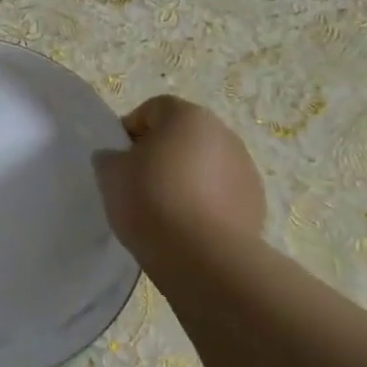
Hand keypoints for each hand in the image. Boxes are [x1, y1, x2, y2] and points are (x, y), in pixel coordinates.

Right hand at [94, 96, 265, 267]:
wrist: (204, 257)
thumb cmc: (151, 201)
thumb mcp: (110, 174)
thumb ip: (110, 157)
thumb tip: (118, 158)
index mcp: (187, 116)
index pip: (153, 109)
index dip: (131, 131)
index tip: (119, 160)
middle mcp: (223, 134)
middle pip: (182, 135)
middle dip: (161, 154)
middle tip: (138, 184)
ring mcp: (245, 169)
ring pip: (204, 165)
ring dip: (186, 178)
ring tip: (164, 210)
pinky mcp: (256, 203)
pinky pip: (221, 194)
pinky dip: (205, 202)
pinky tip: (187, 227)